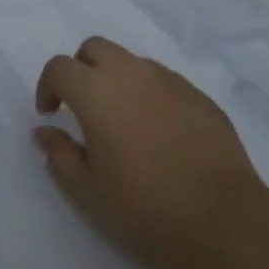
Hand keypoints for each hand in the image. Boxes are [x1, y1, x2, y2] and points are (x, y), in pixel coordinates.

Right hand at [34, 38, 268, 268]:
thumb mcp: (87, 192)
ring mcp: (169, 80)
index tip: (50, 114)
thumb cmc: (144, 208)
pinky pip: (162, 80)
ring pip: (131, 61)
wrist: (223, 220)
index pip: (60, 67)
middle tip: (82, 107)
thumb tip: (45, 131)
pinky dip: (148, 93)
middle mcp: (131, 74)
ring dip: (116, 79)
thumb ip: (59, 154)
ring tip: (122, 120)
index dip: (48, 86)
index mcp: (97, 92)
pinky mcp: (198, 95)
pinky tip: (156, 131)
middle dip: (81, 69)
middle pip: (95, 48)